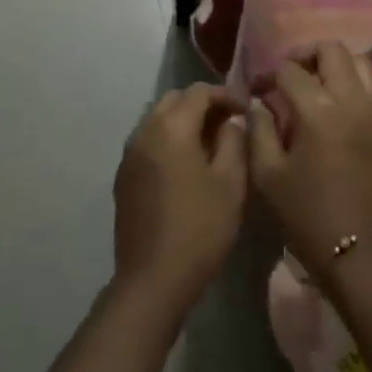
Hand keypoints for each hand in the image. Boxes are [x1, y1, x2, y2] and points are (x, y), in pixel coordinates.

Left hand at [112, 84, 249, 319]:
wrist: (153, 279)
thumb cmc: (200, 228)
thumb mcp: (231, 183)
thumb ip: (234, 141)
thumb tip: (231, 121)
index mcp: (171, 127)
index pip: (199, 91)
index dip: (226, 95)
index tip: (247, 111)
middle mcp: (144, 132)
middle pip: (174, 100)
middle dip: (203, 104)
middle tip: (229, 123)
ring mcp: (129, 155)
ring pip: (158, 119)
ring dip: (183, 121)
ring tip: (210, 144)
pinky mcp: (123, 177)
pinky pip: (148, 142)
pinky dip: (168, 140)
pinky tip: (186, 165)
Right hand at [247, 43, 371, 287]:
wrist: (363, 255)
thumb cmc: (308, 217)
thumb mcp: (268, 177)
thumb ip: (259, 130)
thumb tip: (260, 104)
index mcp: (319, 111)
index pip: (291, 71)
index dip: (268, 75)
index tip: (256, 90)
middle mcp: (351, 100)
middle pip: (332, 50)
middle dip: (305, 55)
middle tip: (287, 76)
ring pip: (359, 62)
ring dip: (333, 65)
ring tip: (313, 86)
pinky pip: (370, 87)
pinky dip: (350, 83)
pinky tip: (332, 108)